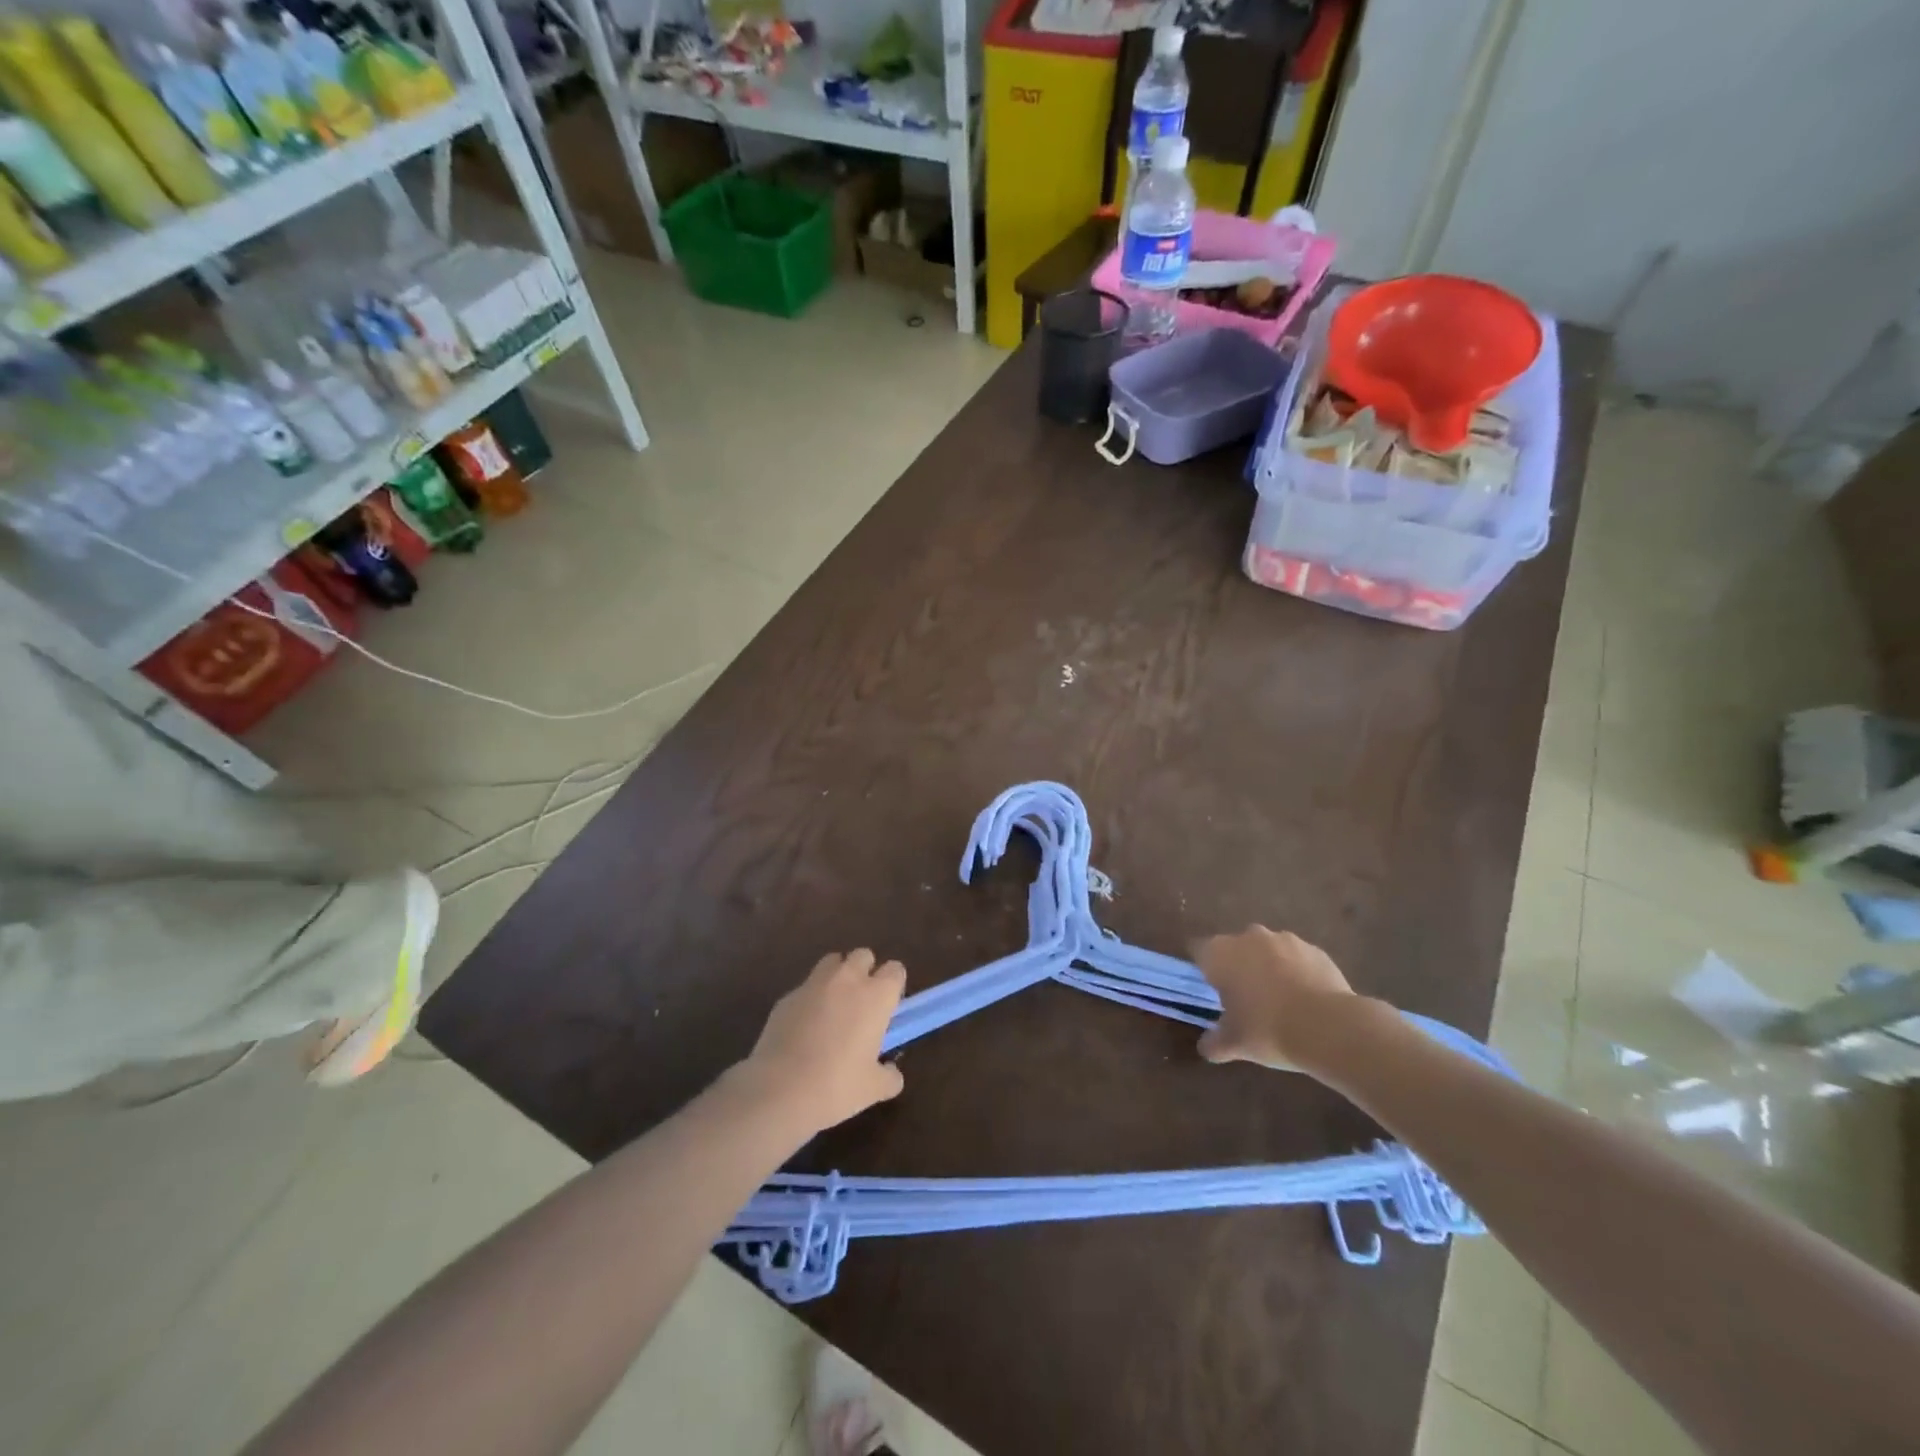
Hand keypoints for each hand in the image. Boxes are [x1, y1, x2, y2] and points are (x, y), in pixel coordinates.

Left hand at [737, 949, 906, 1134]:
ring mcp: (813, 985)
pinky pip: (805, 988)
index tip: (889, 1008)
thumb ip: (889, 1076)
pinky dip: (810, 1000)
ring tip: (833, 1009)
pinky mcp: (786, 997)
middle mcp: (847, 980)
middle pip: (862, 955)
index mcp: (876, 996)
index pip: (895, 970)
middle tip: (862, 1004)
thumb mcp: (874, 1089)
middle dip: (865, 972)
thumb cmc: (837, 1087)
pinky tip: (804, 1029)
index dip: (893, 986)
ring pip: (831, 962)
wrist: (779, 1091)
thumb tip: (891, 1073)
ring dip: (837, 977)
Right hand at [1193, 926, 1356, 1071]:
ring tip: (1280, 1001)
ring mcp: (1284, 939)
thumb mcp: (1234, 1044)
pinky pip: (1297, 958)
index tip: (1213, 990)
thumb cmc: (1267, 1030)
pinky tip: (1305, 1000)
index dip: (1204, 968)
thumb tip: (1206, 1047)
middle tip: (1245, 1000)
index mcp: (1220, 953)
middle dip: (1238, 967)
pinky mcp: (1314, 949)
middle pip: (1234, 948)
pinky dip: (1297, 972)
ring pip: (1267, 951)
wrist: (1328, 1027)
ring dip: (1268, 968)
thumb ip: (1214, 1043)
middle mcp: (1248, 937)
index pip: (1199, 950)